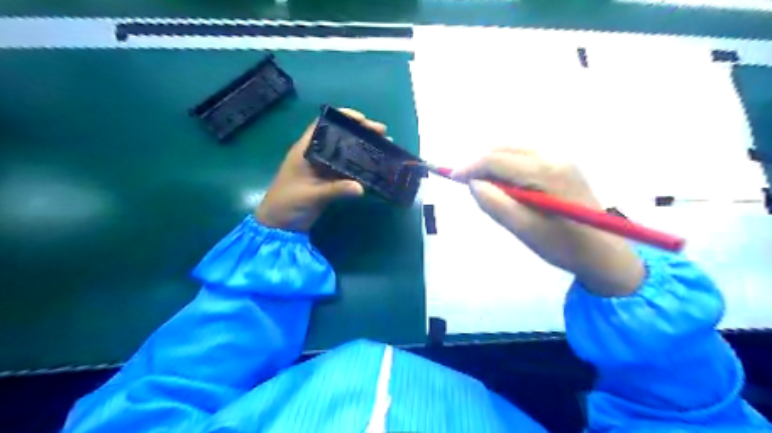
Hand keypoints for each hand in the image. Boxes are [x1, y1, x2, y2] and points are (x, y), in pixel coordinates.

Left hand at [258, 109, 389, 233]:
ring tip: (385, 146)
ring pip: (346, 152)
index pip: (323, 125)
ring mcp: (324, 168)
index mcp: (306, 150)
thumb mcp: (311, 195)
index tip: (363, 119)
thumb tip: (361, 187)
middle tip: (382, 132)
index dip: (342, 117)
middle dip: (360, 132)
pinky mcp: (329, 181)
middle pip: (340, 137)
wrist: (280, 225)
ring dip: (364, 148)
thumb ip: (335, 190)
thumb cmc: (288, 203)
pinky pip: (348, 169)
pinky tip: (376, 166)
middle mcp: (316, 155)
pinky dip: (361, 166)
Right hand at [453, 148, 645, 297]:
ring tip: (489, 191)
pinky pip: (525, 158)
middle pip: (505, 149)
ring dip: (494, 165)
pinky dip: (508, 168)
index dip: (470, 167)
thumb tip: (473, 183)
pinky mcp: (562, 166)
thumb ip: (496, 204)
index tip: (451, 178)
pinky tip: (509, 189)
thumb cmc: (563, 246)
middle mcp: (554, 157)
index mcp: (545, 172)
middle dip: (481, 164)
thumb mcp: (525, 230)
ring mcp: (560, 159)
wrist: (604, 254)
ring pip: (514, 151)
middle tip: (469, 187)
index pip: (497, 159)